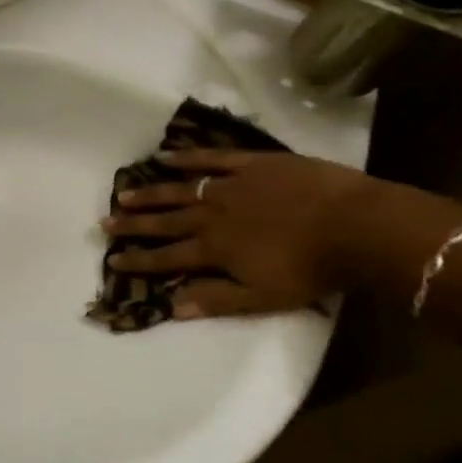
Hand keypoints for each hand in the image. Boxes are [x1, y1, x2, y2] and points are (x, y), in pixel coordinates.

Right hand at [102, 149, 376, 318]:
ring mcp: (230, 185)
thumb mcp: (263, 297)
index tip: (113, 259)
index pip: (167, 257)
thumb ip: (216, 299)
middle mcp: (212, 215)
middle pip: (165, 220)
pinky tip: (164, 156)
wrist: (356, 226)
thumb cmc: (312, 270)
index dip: (139, 260)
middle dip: (133, 224)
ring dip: (151, 192)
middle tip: (104, 222)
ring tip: (123, 192)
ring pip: (180, 189)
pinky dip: (187, 157)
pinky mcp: (251, 164)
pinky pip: (212, 158)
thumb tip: (171, 307)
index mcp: (214, 249)